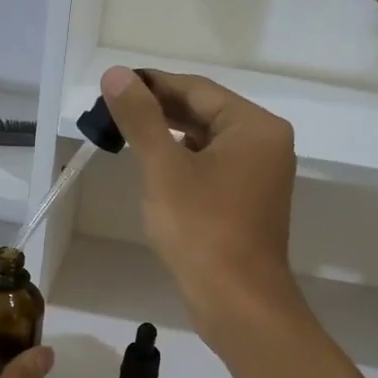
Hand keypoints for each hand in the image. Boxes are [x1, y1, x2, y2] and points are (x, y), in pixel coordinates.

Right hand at [100, 64, 298, 332]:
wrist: (237, 302)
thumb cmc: (202, 230)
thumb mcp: (164, 169)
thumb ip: (141, 119)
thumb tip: (117, 74)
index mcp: (254, 126)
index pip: (197, 89)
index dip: (152, 84)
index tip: (113, 84)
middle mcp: (265, 143)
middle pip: (205, 112)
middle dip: (159, 110)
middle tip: (112, 110)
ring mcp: (260, 174)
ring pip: (207, 141)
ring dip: (169, 136)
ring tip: (126, 134)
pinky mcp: (248, 201)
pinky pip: (213, 167)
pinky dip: (184, 162)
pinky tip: (155, 167)